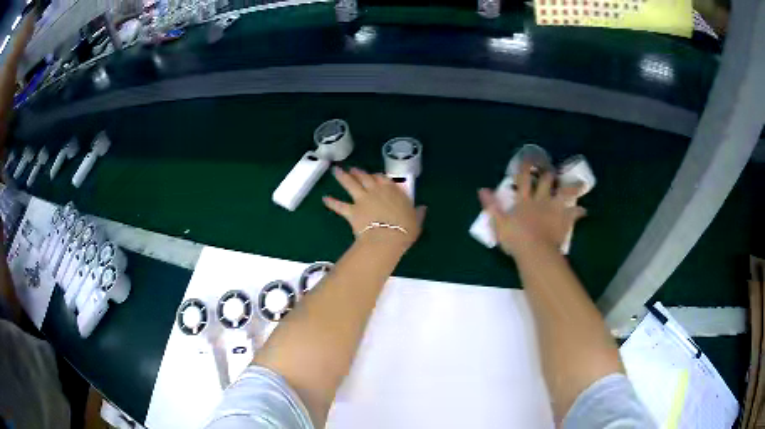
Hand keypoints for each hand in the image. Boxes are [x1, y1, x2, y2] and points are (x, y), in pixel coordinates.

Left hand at [323, 167, 425, 248]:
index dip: (378, 176)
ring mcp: (363, 199)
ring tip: (336, 170)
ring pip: (351, 184)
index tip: (374, 175)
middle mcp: (376, 191)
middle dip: (359, 172)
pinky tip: (324, 199)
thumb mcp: (416, 220)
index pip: (384, 179)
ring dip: (342, 177)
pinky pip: (339, 205)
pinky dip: (331, 202)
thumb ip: (418, 213)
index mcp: (393, 191)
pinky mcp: (352, 211)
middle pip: (365, 177)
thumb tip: (423, 208)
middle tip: (353, 169)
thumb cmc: (405, 230)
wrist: (387, 238)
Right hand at [478, 163, 585, 256]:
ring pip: (565, 192)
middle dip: (548, 174)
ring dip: (572, 187)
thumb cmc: (515, 239)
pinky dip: (579, 211)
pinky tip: (584, 211)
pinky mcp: (565, 219)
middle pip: (546, 181)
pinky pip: (575, 213)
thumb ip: (492, 206)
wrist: (535, 252)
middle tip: (551, 171)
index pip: (523, 179)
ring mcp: (554, 208)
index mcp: (524, 200)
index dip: (525, 168)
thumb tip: (482, 190)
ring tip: (580, 184)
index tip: (528, 159)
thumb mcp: (498, 223)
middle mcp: (540, 200)